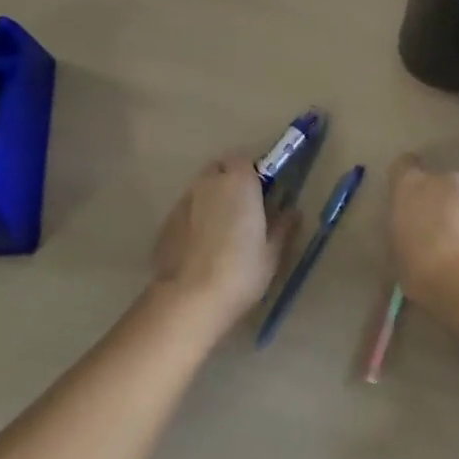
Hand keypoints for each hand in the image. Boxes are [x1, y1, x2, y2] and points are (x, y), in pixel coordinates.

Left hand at [151, 152, 298, 334]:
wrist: (189, 299)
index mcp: (238, 182)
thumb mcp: (272, 252)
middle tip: (243, 209)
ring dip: (211, 200)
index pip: (243, 159)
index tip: (262, 192)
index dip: (252, 173)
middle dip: (230, 181)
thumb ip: (283, 226)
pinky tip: (201, 248)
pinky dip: (194, 219)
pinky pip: (186, 211)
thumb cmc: (240, 271)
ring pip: (200, 189)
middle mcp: (208, 183)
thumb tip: (292, 211)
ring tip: (221, 231)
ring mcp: (183, 202)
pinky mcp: (166, 223)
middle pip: (219, 169)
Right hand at [387, 153, 458, 307]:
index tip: (402, 199)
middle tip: (425, 228)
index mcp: (410, 184)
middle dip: (432, 200)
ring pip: (457, 200)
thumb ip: (401, 235)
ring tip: (448, 248)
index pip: (403, 164)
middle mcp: (441, 181)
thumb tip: (407, 239)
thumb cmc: (418, 264)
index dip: (403, 180)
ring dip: (453, 216)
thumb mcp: (395, 253)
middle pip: (434, 182)